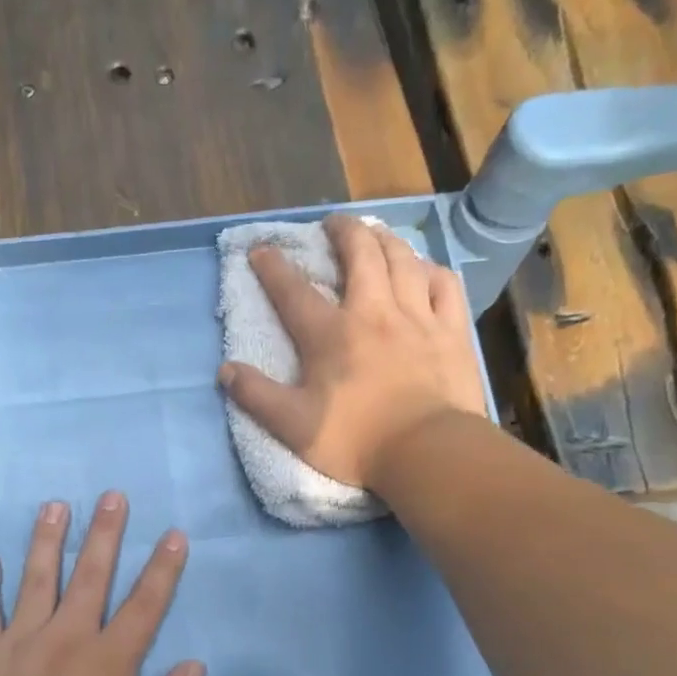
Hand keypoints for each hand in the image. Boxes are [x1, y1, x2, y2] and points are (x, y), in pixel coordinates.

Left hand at [0, 493, 204, 675]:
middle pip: (90, 575)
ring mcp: (20, 641)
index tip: (173, 535)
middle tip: (111, 496)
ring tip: (54, 506)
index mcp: (109, 661)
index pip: (144, 605)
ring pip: (36, 579)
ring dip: (47, 540)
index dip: (163, 568)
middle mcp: (67, 637)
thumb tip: (194, 666)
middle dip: (105, 533)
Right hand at [217, 214, 487, 490]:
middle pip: (360, 255)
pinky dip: (431, 270)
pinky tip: (424, 269)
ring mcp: (417, 317)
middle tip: (332, 223)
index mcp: (330, 335)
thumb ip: (256, 396)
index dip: (273, 268)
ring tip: (376, 233)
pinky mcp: (451, 330)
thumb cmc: (355, 440)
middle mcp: (373, 312)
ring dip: (386, 240)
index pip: (294, 292)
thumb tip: (225, 370)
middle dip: (343, 231)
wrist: (427, 452)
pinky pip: (444, 285)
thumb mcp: (292, 426)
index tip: (261, 250)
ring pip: (403, 260)